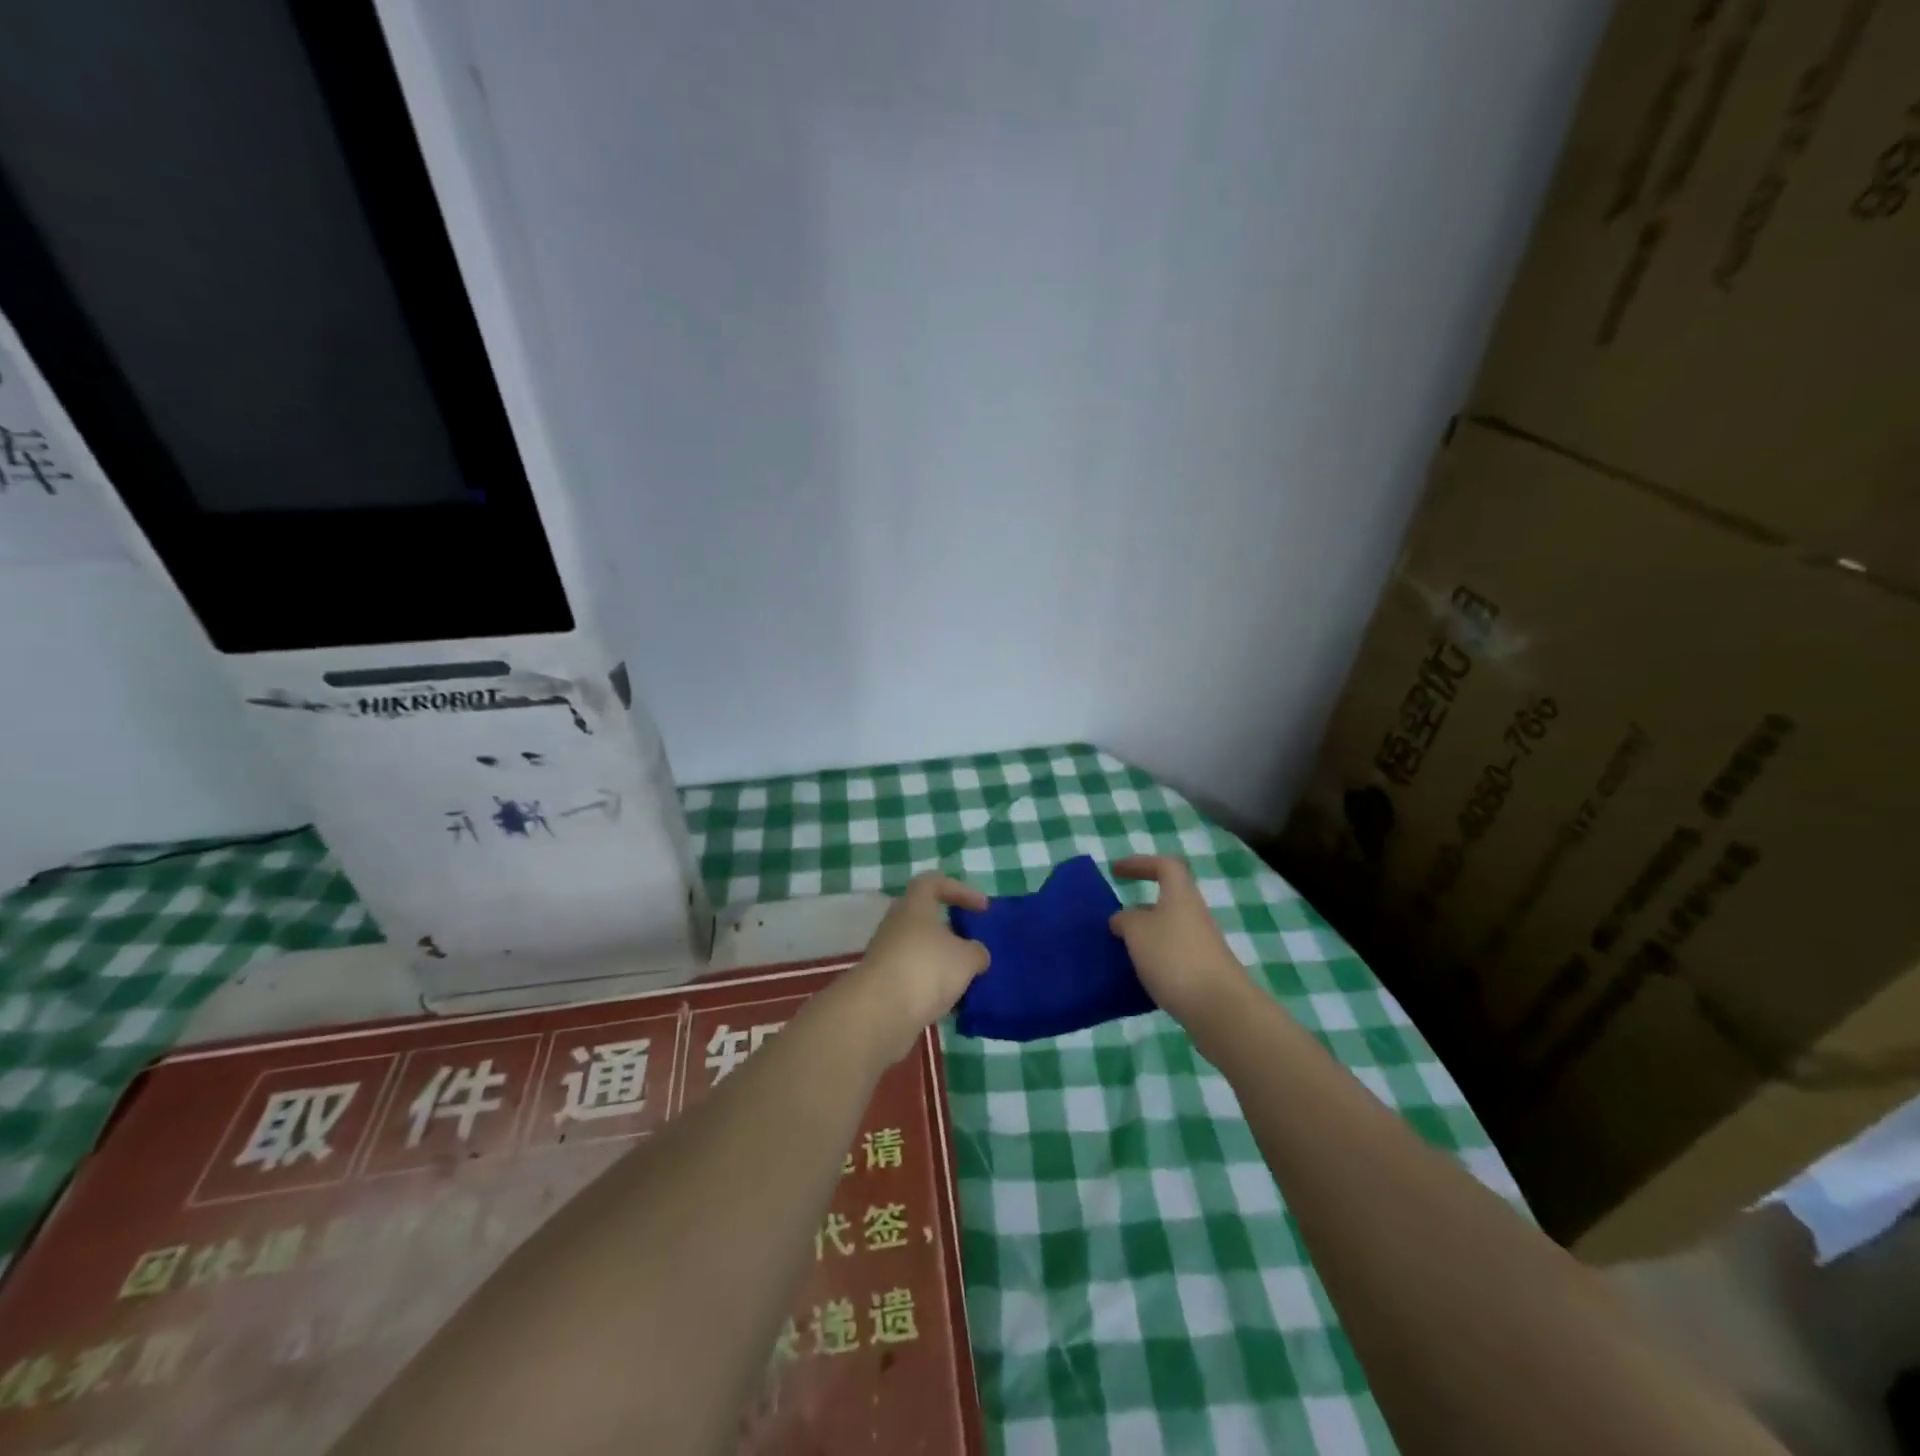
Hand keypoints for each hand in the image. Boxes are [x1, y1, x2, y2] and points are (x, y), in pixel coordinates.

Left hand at [843, 873, 990, 1064]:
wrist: (879, 1012)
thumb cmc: (927, 969)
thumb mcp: (967, 958)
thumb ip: (977, 952)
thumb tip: (976, 954)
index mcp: (914, 905)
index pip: (933, 882)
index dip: (960, 889)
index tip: (982, 908)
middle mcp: (896, 924)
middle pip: (925, 917)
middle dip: (951, 930)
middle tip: (972, 943)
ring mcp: (886, 953)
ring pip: (920, 949)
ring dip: (942, 961)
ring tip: (966, 978)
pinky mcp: (882, 983)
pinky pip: (912, 976)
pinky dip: (930, 985)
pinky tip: (949, 1002)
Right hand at [1109, 856, 1248, 1025]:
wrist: (1219, 1007)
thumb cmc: (1174, 957)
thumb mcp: (1137, 931)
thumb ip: (1125, 919)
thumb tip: (1122, 919)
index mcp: (1180, 896)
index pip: (1165, 866)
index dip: (1140, 863)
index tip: (1116, 872)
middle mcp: (1195, 915)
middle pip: (1168, 900)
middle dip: (1140, 907)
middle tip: (1116, 919)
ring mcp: (1202, 945)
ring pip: (1169, 930)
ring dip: (1146, 936)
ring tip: (1122, 950)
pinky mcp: (1204, 972)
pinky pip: (1173, 955)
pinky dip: (1155, 960)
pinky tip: (1140, 977)